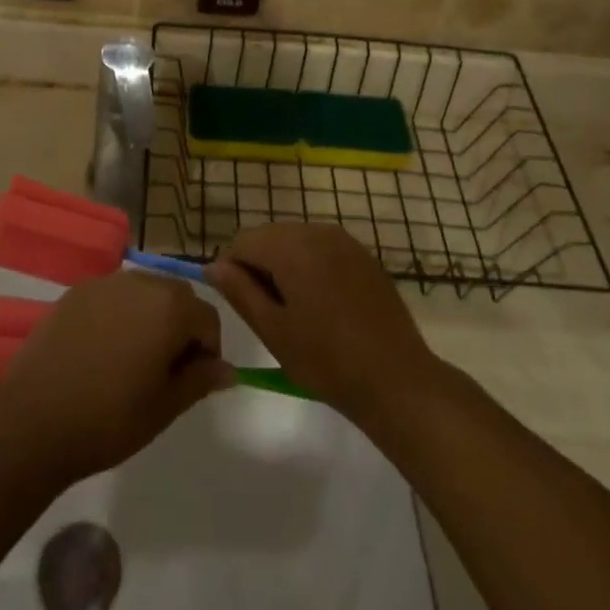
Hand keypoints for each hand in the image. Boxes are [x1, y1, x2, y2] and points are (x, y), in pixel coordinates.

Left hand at [0, 273, 233, 482]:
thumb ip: (200, 380)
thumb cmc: (108, 419)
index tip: (193, 380)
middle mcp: (140, 282)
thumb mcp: (164, 407)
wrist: (33, 419)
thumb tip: (227, 368)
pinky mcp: (75, 292)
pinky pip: (113, 296)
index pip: (208, 317)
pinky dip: (119, 315)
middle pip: (177, 296)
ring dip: (151, 317)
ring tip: (133, 361)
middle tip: (166, 371)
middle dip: (181, 326)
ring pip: (144, 292)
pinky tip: (102, 351)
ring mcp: (104, 283)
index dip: (208, 349)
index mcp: (169, 308)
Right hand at [207, 224, 436, 426]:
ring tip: (297, 312)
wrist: (396, 379)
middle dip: (260, 266)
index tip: (244, 306)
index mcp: (291, 246)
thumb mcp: (273, 330)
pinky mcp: (363, 254)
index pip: (243, 241)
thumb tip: (213, 266)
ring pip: (295, 241)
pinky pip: (321, 249)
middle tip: (271, 314)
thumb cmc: (327, 360)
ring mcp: (344, 240)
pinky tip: (323, 306)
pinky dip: (311, 267)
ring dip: (285, 266)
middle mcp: (316, 230)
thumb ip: (239, 291)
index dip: (233, 270)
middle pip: (269, 236)